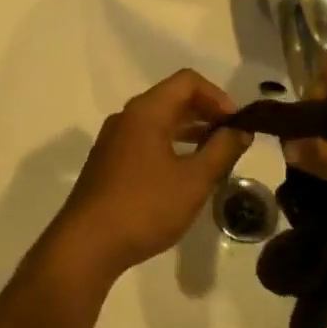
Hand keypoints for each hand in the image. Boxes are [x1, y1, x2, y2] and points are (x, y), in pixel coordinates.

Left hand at [50, 69, 252, 281]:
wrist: (86, 246)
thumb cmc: (144, 207)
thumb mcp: (194, 181)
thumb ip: (221, 150)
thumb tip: (240, 130)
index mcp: (146, 111)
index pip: (187, 81)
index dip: (218, 96)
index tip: (237, 124)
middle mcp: (127, 117)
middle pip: (173, 98)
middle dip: (206, 113)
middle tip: (232, 139)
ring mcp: (114, 140)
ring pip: (159, 121)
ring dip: (190, 131)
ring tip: (215, 155)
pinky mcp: (108, 163)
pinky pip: (146, 141)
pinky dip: (171, 146)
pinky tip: (185, 174)